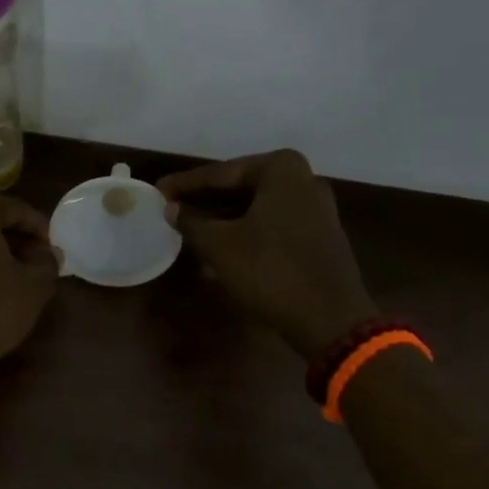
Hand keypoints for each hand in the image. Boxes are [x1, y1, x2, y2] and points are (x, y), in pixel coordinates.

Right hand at [158, 149, 377, 358]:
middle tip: (172, 207)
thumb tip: (172, 207)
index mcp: (281, 170)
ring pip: (257, 208)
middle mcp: (304, 180)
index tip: (158, 189)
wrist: (330, 319)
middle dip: (206, 200)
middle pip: (241, 187)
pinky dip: (246, 232)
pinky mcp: (320, 236)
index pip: (221, 173)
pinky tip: (221, 247)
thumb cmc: (270, 271)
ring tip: (190, 229)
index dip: (186, 184)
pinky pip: (273, 225)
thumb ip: (192, 221)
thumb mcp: (220, 245)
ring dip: (224, 219)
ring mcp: (317, 209)